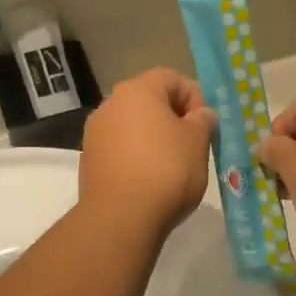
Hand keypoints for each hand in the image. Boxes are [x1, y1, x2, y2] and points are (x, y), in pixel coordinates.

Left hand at [79, 69, 216, 238]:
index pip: (172, 78)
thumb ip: (203, 120)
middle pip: (150, 101)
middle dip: (173, 118)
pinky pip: (121, 148)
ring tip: (173, 165)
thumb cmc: (166, 170)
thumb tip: (201, 114)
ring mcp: (95, 133)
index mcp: (137, 90)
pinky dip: (137, 156)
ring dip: (154, 138)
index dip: (194, 97)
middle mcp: (110, 104)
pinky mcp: (89, 160)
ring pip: (134, 126)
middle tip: (193, 144)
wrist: (121, 218)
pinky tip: (150, 180)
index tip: (205, 125)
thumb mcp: (198, 141)